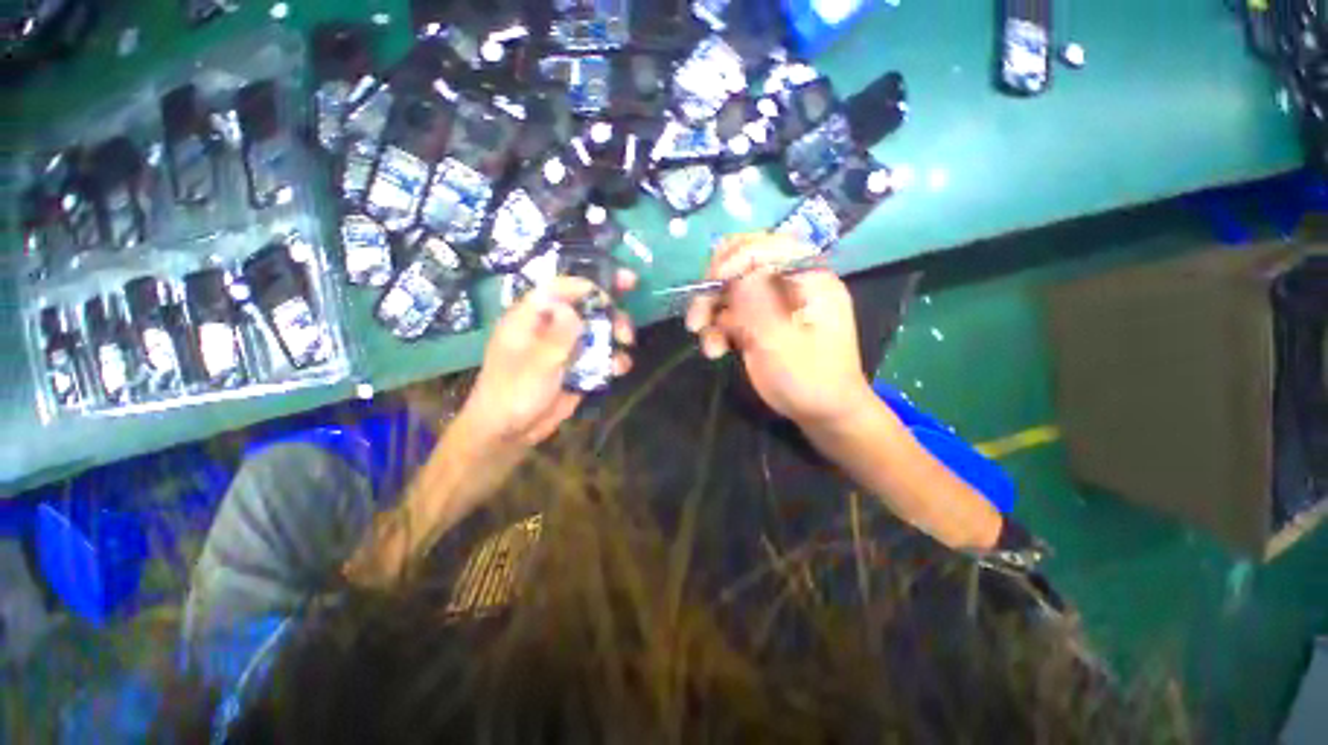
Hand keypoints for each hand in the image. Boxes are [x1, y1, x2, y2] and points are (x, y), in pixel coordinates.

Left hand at [455, 272, 636, 454]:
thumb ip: (557, 335)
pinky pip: (600, 356)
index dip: (589, 285)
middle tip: (626, 329)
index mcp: (531, 317)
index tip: (618, 286)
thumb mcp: (536, 364)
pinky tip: (620, 368)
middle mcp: (551, 327)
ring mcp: (566, 347)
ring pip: (597, 331)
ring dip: (615, 336)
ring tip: (626, 345)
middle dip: (610, 312)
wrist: (509, 432)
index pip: (561, 288)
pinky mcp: (578, 366)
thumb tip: (572, 308)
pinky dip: (613, 359)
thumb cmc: (513, 393)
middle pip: (585, 307)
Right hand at [685, 233, 874, 426]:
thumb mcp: (782, 341)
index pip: (770, 246)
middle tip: (699, 313)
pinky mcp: (759, 324)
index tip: (715, 281)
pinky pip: (730, 316)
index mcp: (808, 279)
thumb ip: (757, 303)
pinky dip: (717, 331)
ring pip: (730, 292)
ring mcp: (771, 305)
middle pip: (743, 265)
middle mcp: (788, 285)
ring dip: (711, 312)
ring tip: (704, 339)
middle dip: (716, 287)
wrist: (821, 414)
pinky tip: (715, 351)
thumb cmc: (810, 379)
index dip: (738, 257)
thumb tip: (735, 268)